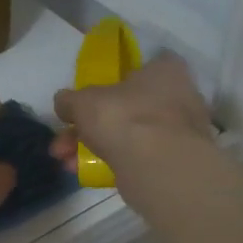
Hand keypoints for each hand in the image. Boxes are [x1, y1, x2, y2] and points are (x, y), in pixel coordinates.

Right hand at [50, 54, 215, 175]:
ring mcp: (179, 132)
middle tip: (63, 143)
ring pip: (128, 135)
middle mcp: (178, 96)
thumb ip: (69, 100)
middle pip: (125, 108)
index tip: (88, 101)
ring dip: (94, 147)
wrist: (158, 167)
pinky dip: (113, 163)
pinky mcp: (175, 162)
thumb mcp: (82, 102)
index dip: (110, 83)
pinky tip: (85, 174)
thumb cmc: (124, 118)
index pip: (138, 68)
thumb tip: (63, 103)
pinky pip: (137, 157)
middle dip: (88, 126)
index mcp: (164, 71)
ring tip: (66, 163)